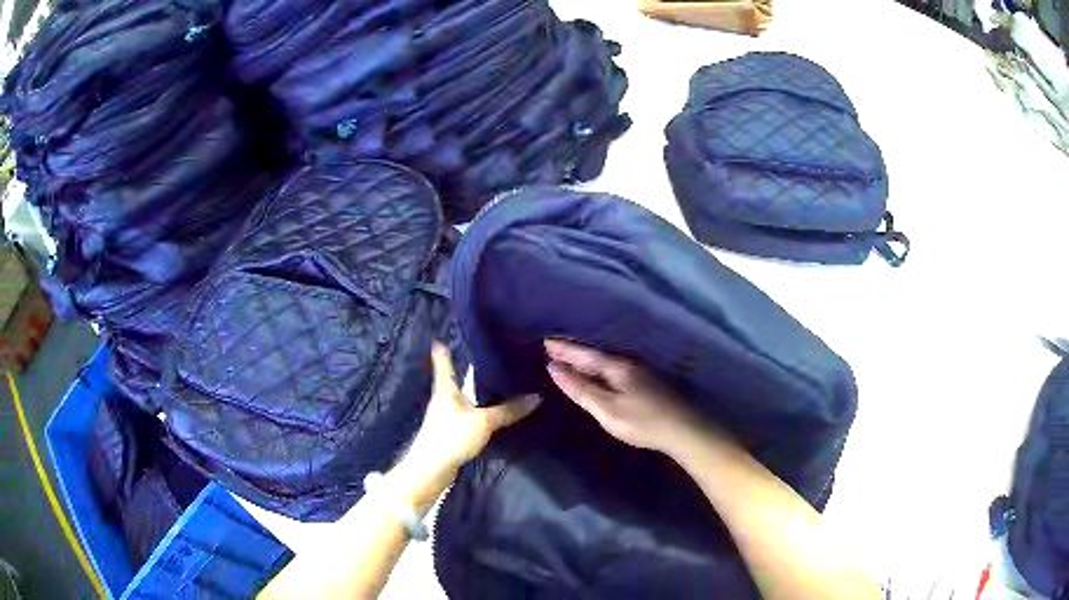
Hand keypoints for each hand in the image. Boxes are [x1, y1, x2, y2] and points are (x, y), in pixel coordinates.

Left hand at [405, 343, 541, 481]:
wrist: (432, 469)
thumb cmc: (452, 435)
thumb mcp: (484, 421)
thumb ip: (509, 410)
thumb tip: (536, 396)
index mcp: (446, 390)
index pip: (444, 365)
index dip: (443, 352)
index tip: (441, 338)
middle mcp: (443, 400)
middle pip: (455, 381)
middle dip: (467, 372)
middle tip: (488, 360)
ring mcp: (445, 418)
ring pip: (463, 400)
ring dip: (475, 394)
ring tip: (496, 386)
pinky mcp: (450, 434)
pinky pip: (468, 417)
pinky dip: (478, 413)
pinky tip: (492, 416)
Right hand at [545, 339, 704, 453]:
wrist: (684, 429)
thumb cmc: (642, 421)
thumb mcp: (607, 409)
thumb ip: (581, 389)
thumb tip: (554, 367)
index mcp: (616, 366)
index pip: (584, 354)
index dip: (564, 349)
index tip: (545, 342)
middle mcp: (628, 362)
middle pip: (595, 353)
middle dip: (573, 351)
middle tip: (552, 347)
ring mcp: (640, 371)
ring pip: (606, 360)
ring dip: (586, 358)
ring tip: (570, 357)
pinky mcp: (647, 381)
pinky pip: (614, 367)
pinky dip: (599, 367)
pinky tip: (598, 372)